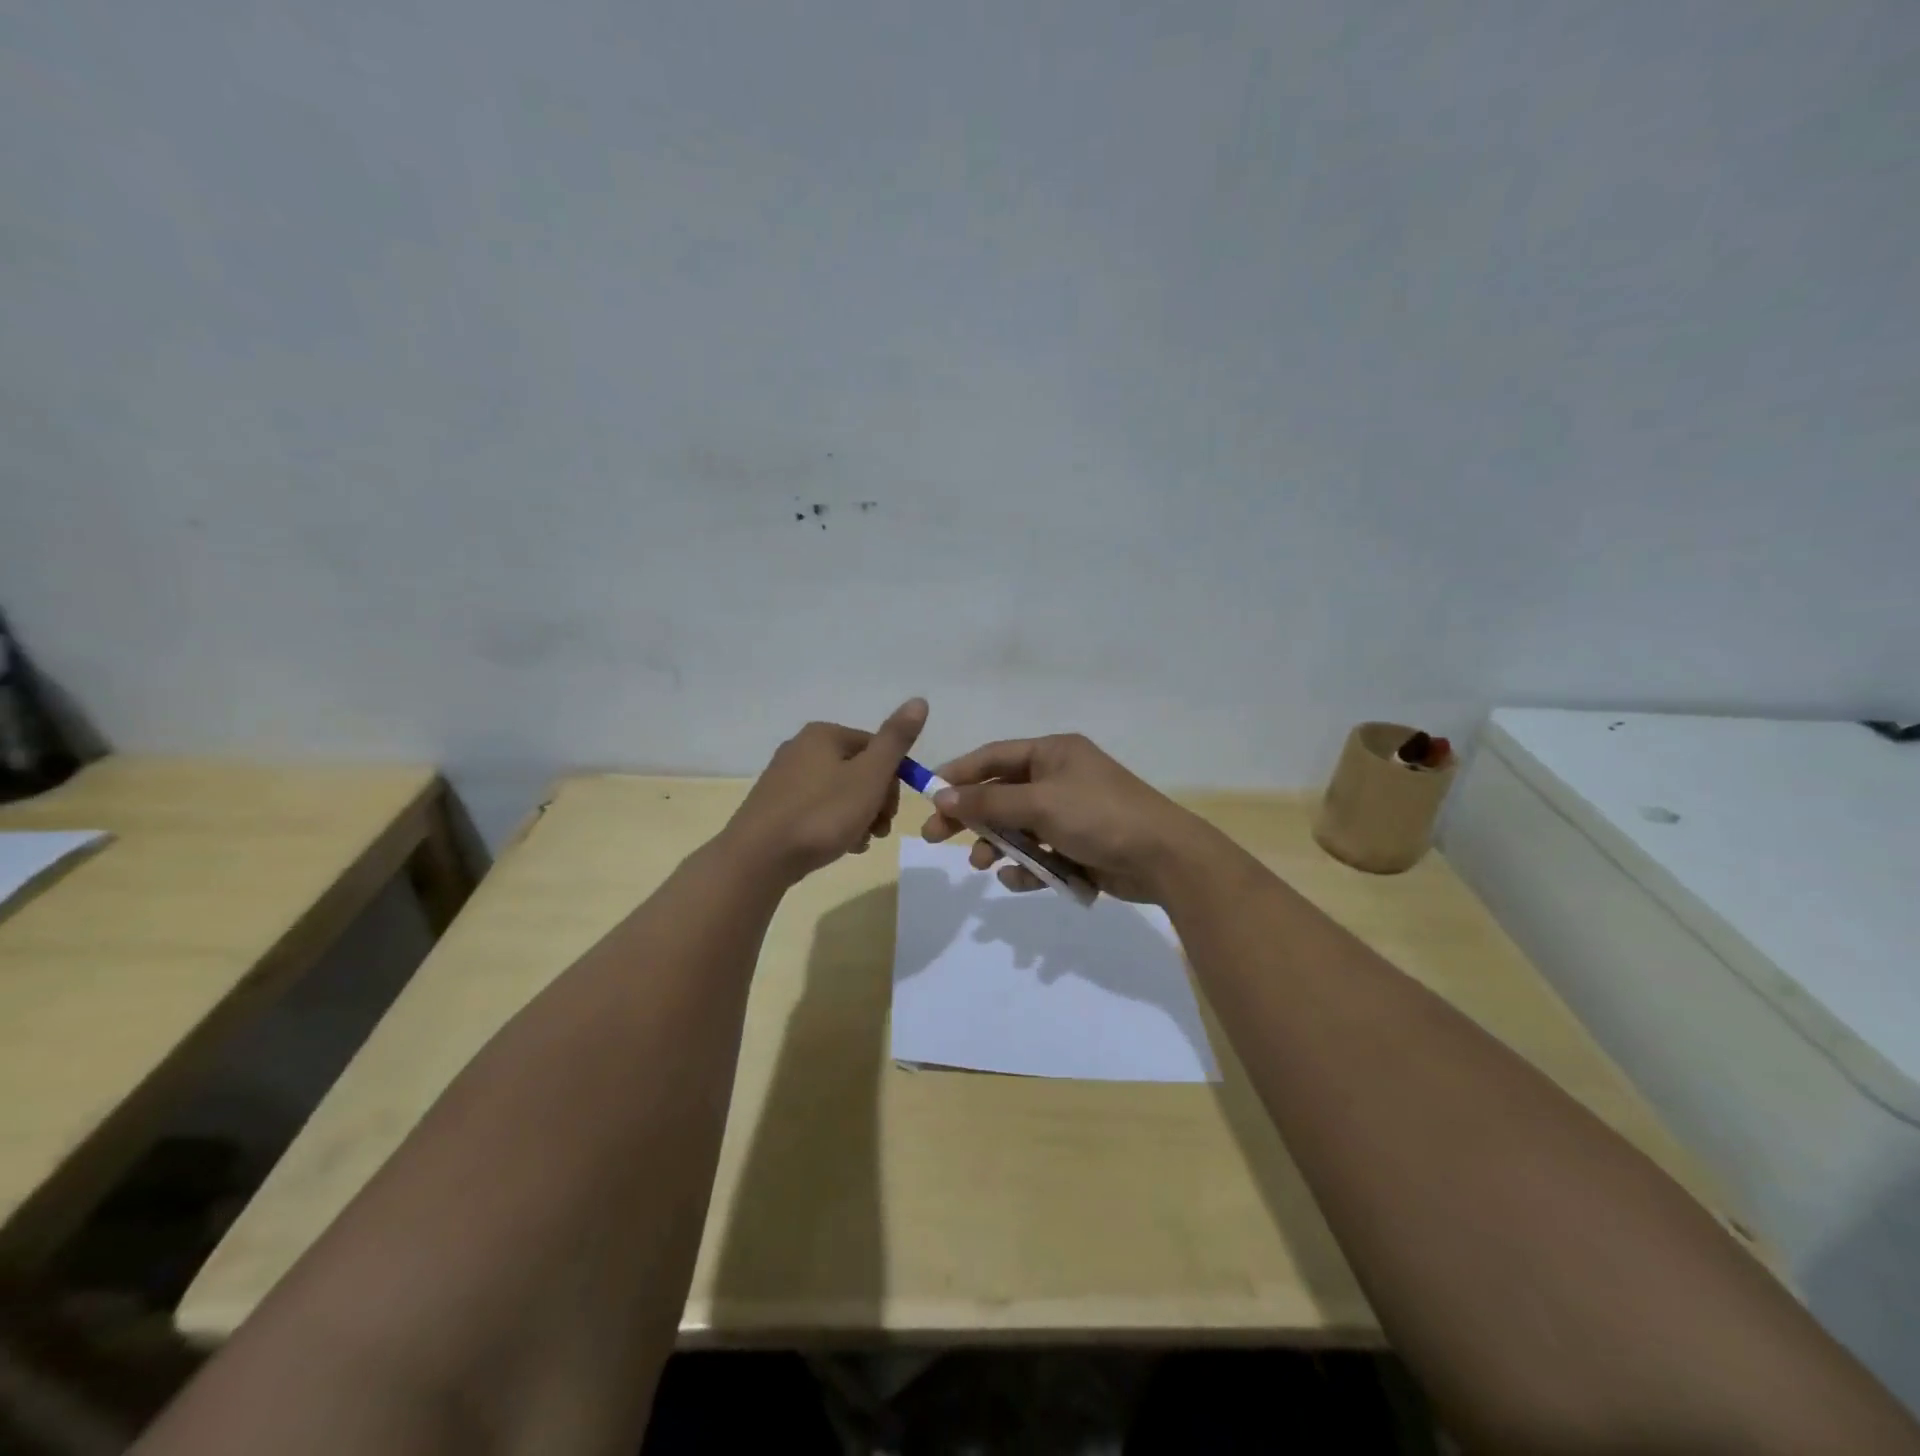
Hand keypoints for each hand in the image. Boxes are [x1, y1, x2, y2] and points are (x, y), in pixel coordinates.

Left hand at [724, 699, 927, 883]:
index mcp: (824, 735)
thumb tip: (919, 700)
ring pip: (840, 792)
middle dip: (877, 801)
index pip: (878, 748)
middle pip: (859, 770)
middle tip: (878, 830)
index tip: (892, 812)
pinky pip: (818, 809)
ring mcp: (785, 778)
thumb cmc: (822, 814)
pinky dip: (834, 825)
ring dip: (859, 816)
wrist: (759, 858)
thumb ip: (896, 740)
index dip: (894, 780)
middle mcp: (801, 748)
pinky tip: (840, 846)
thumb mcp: (869, 776)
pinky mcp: (775, 806)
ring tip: (860, 842)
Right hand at [920, 733, 1216, 903]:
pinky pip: (1039, 853)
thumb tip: (941, 796)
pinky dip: (1026, 866)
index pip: (994, 757)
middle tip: (935, 835)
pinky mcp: (1077, 846)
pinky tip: (1020, 879)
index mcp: (1052, 753)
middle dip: (971, 816)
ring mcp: (1069, 813)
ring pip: (1017, 827)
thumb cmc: (1098, 816)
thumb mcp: (1039, 804)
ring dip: (997, 844)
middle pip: (1000, 794)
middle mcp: (1059, 778)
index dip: (959, 774)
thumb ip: (988, 802)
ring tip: (982, 863)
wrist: (1163, 858)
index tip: (928, 795)